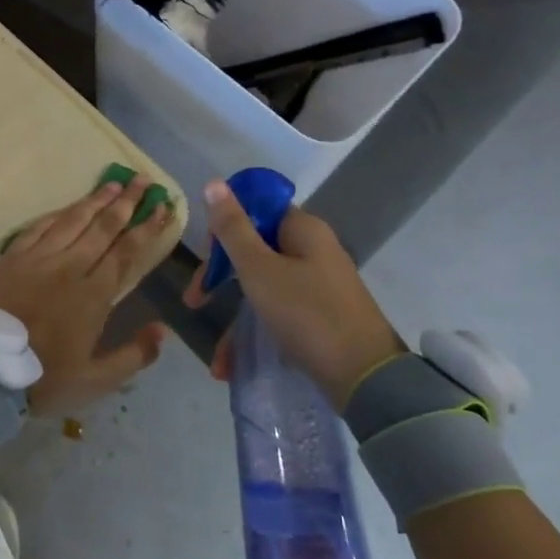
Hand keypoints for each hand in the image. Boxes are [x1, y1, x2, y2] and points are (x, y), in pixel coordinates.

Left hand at [0, 175, 174, 412]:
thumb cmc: (41, 378)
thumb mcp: (95, 381)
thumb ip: (133, 356)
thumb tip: (163, 330)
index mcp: (93, 295)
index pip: (127, 252)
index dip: (147, 228)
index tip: (162, 207)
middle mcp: (69, 267)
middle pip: (103, 227)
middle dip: (127, 202)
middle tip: (143, 180)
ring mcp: (37, 259)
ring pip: (72, 221)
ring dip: (95, 200)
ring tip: (114, 183)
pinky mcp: (11, 258)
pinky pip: (38, 227)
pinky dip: (57, 214)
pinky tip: (68, 206)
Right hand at [183, 179, 404, 407]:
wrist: (365, 377)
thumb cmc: (306, 313)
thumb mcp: (259, 269)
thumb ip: (233, 228)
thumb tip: (213, 181)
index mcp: (303, 230)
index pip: (256, 210)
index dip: (225, 227)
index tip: (205, 254)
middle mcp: (313, 251)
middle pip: (254, 250)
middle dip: (219, 278)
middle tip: (194, 300)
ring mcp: (318, 285)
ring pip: (262, 288)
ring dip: (234, 318)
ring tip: (216, 358)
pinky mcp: (319, 316)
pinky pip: (277, 315)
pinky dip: (254, 335)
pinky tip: (231, 366)